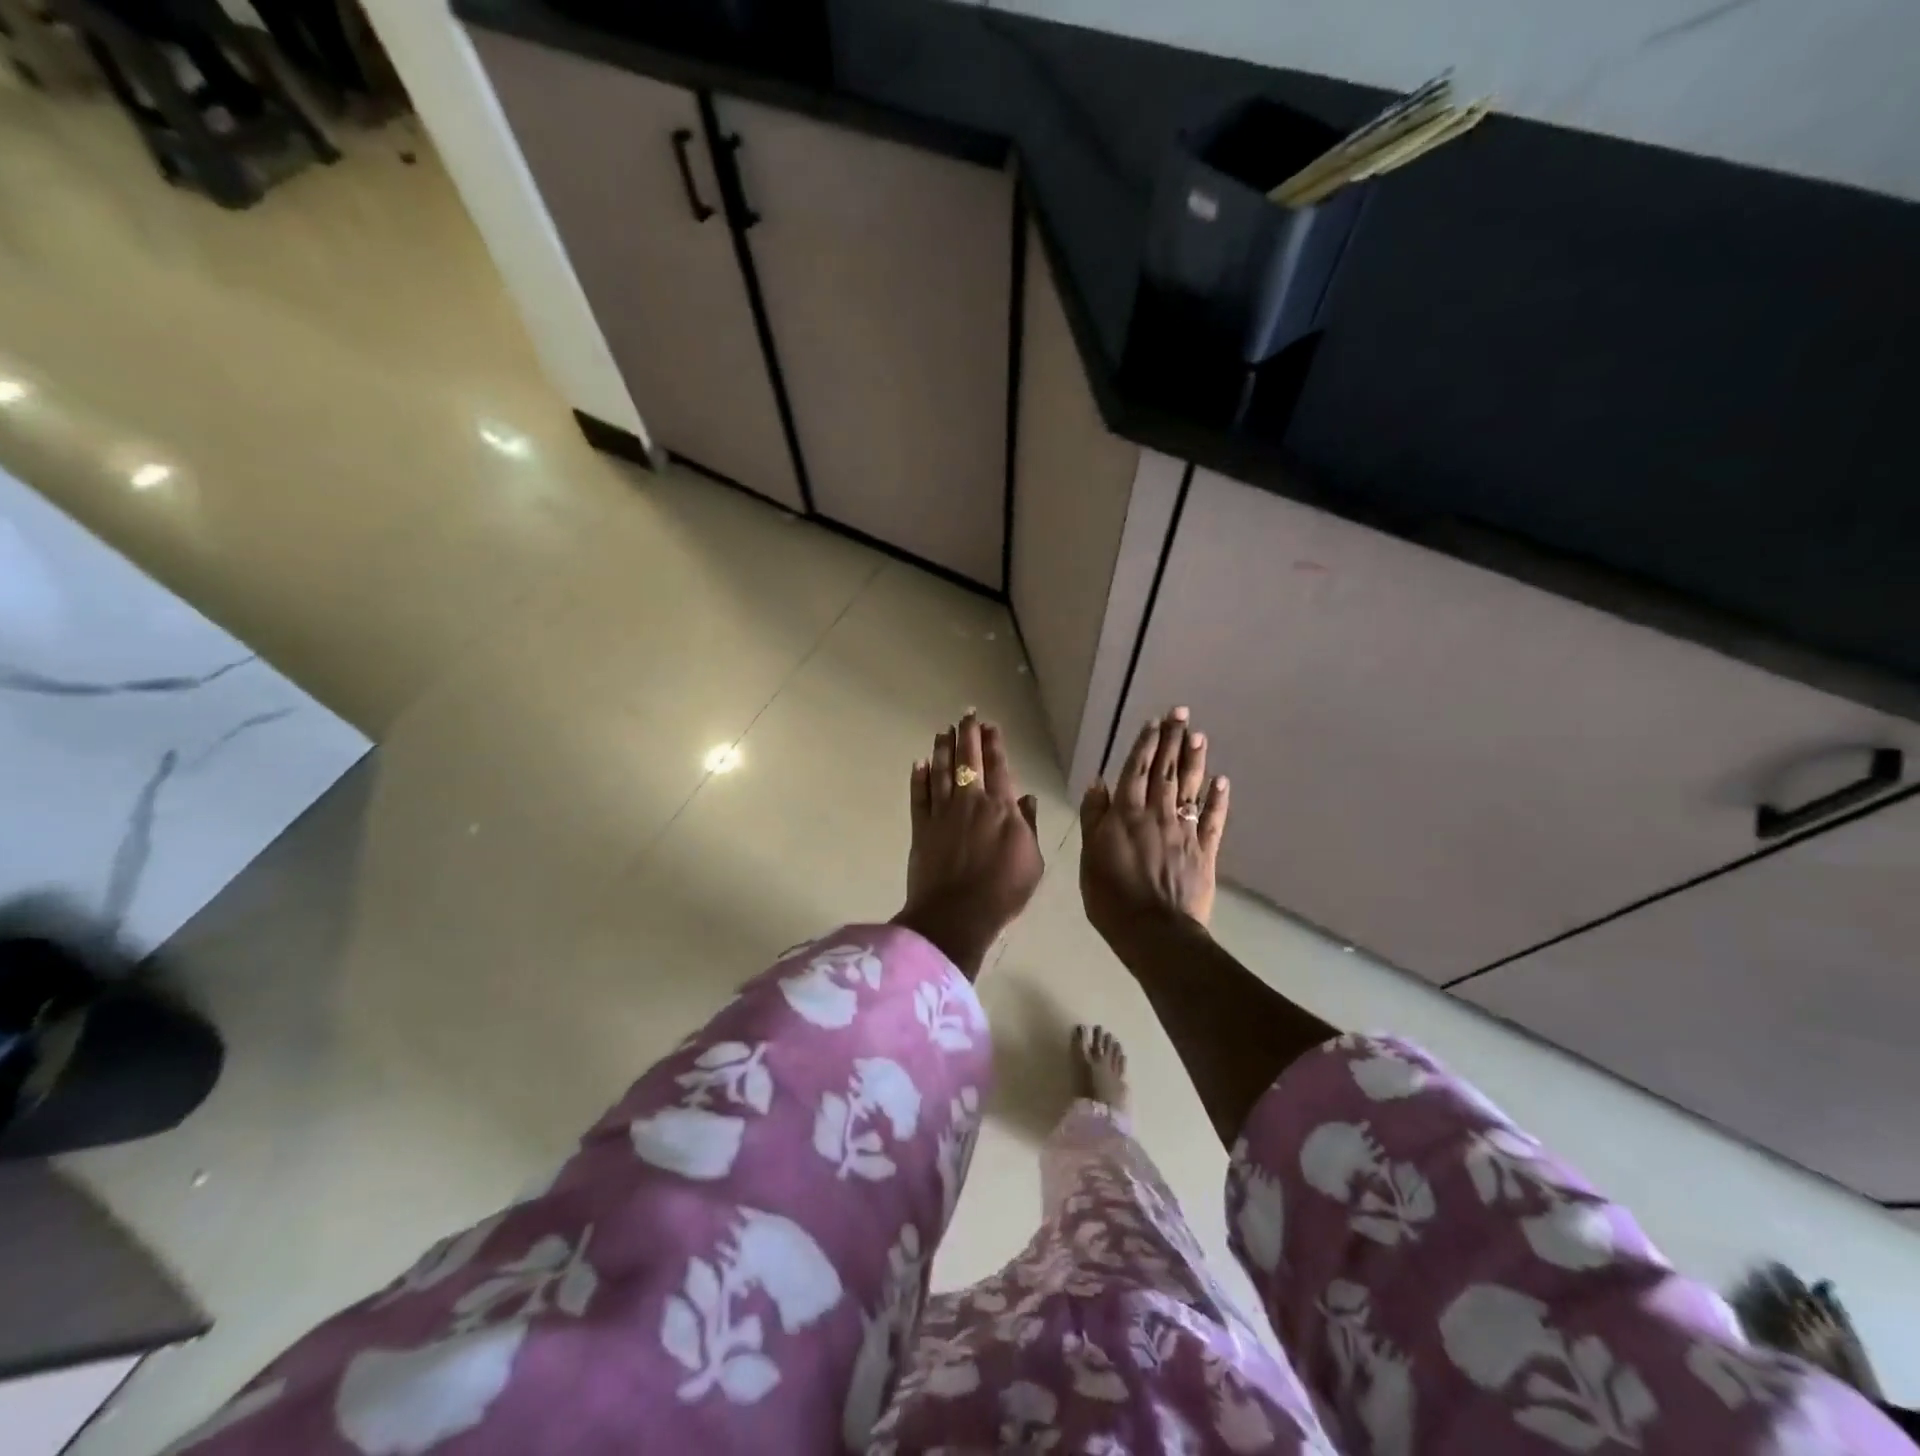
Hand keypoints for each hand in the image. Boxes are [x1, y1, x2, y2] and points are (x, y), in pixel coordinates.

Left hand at [894, 712, 1043, 978]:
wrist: (956, 914)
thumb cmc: (1003, 891)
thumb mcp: (1031, 860)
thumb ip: (1029, 826)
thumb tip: (1027, 798)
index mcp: (1000, 808)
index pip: (998, 767)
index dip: (994, 743)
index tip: (990, 725)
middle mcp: (970, 802)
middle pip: (967, 760)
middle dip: (967, 735)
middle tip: (965, 714)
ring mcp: (942, 813)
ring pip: (941, 772)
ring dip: (942, 748)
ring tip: (942, 730)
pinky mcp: (921, 828)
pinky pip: (918, 796)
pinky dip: (919, 778)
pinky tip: (919, 763)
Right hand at [1078, 706, 1228, 944]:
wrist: (1154, 931)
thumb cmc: (1111, 897)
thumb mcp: (1089, 856)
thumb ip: (1094, 817)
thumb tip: (1099, 783)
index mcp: (1126, 814)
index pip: (1137, 771)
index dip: (1145, 745)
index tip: (1154, 722)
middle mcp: (1157, 814)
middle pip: (1166, 771)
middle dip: (1173, 740)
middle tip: (1181, 713)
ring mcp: (1184, 831)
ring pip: (1190, 788)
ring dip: (1194, 761)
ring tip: (1199, 735)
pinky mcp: (1204, 852)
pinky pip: (1212, 820)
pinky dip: (1218, 800)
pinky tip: (1222, 782)